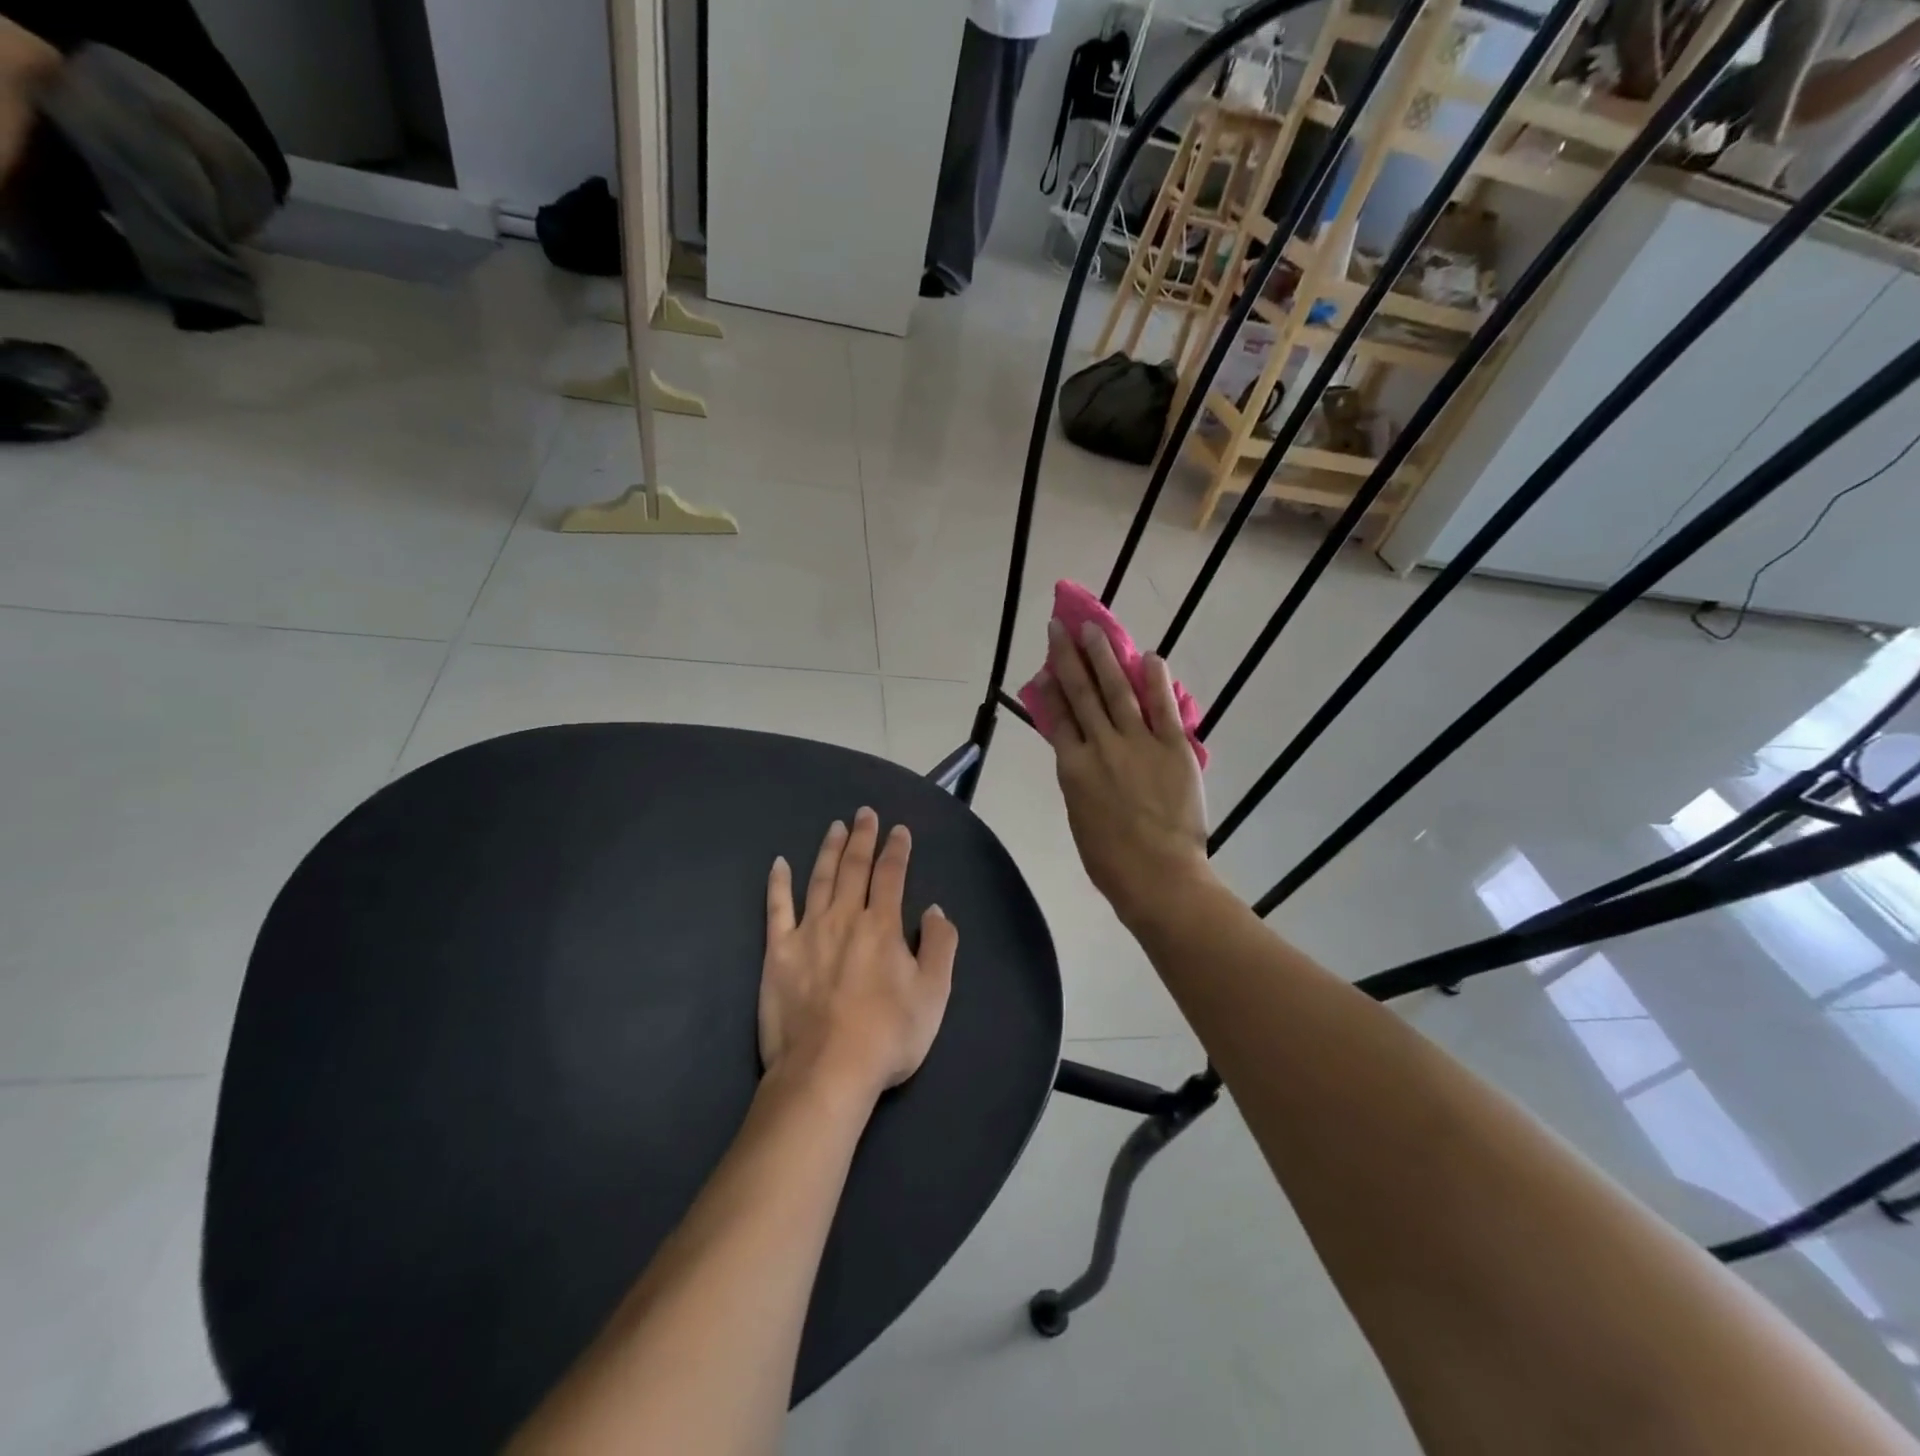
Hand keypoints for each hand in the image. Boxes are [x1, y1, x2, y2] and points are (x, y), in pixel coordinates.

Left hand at [760, 808, 957, 1101]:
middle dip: (862, 838)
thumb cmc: (888, 1035)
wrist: (826, 1071)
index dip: (897, 850)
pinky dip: (779, 884)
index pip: (892, 875)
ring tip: (835, 827)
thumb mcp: (934, 994)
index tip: (899, 830)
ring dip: (828, 850)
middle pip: (854, 868)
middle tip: (864, 814)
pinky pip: (777, 909)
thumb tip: (936, 909)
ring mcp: (808, 932)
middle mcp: (845, 918)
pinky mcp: (778, 952)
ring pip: (819, 879)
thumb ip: (940, 945)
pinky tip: (779, 864)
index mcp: (883, 926)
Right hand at [1038, 618, 1212, 929]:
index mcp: (1073, 768)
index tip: (1045, 664)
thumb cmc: (1110, 859)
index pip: (1057, 717)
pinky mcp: (1173, 748)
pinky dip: (1156, 681)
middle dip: (1069, 657)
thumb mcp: (1080, 815)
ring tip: (1095, 630)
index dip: (1049, 688)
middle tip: (1061, 627)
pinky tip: (1149, 657)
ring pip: (1117, 691)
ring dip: (1105, 657)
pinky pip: (1163, 708)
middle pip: (1081, 694)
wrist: (1157, 876)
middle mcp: (1100, 746)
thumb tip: (1079, 755)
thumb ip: (1079, 780)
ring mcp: (1138, 744)